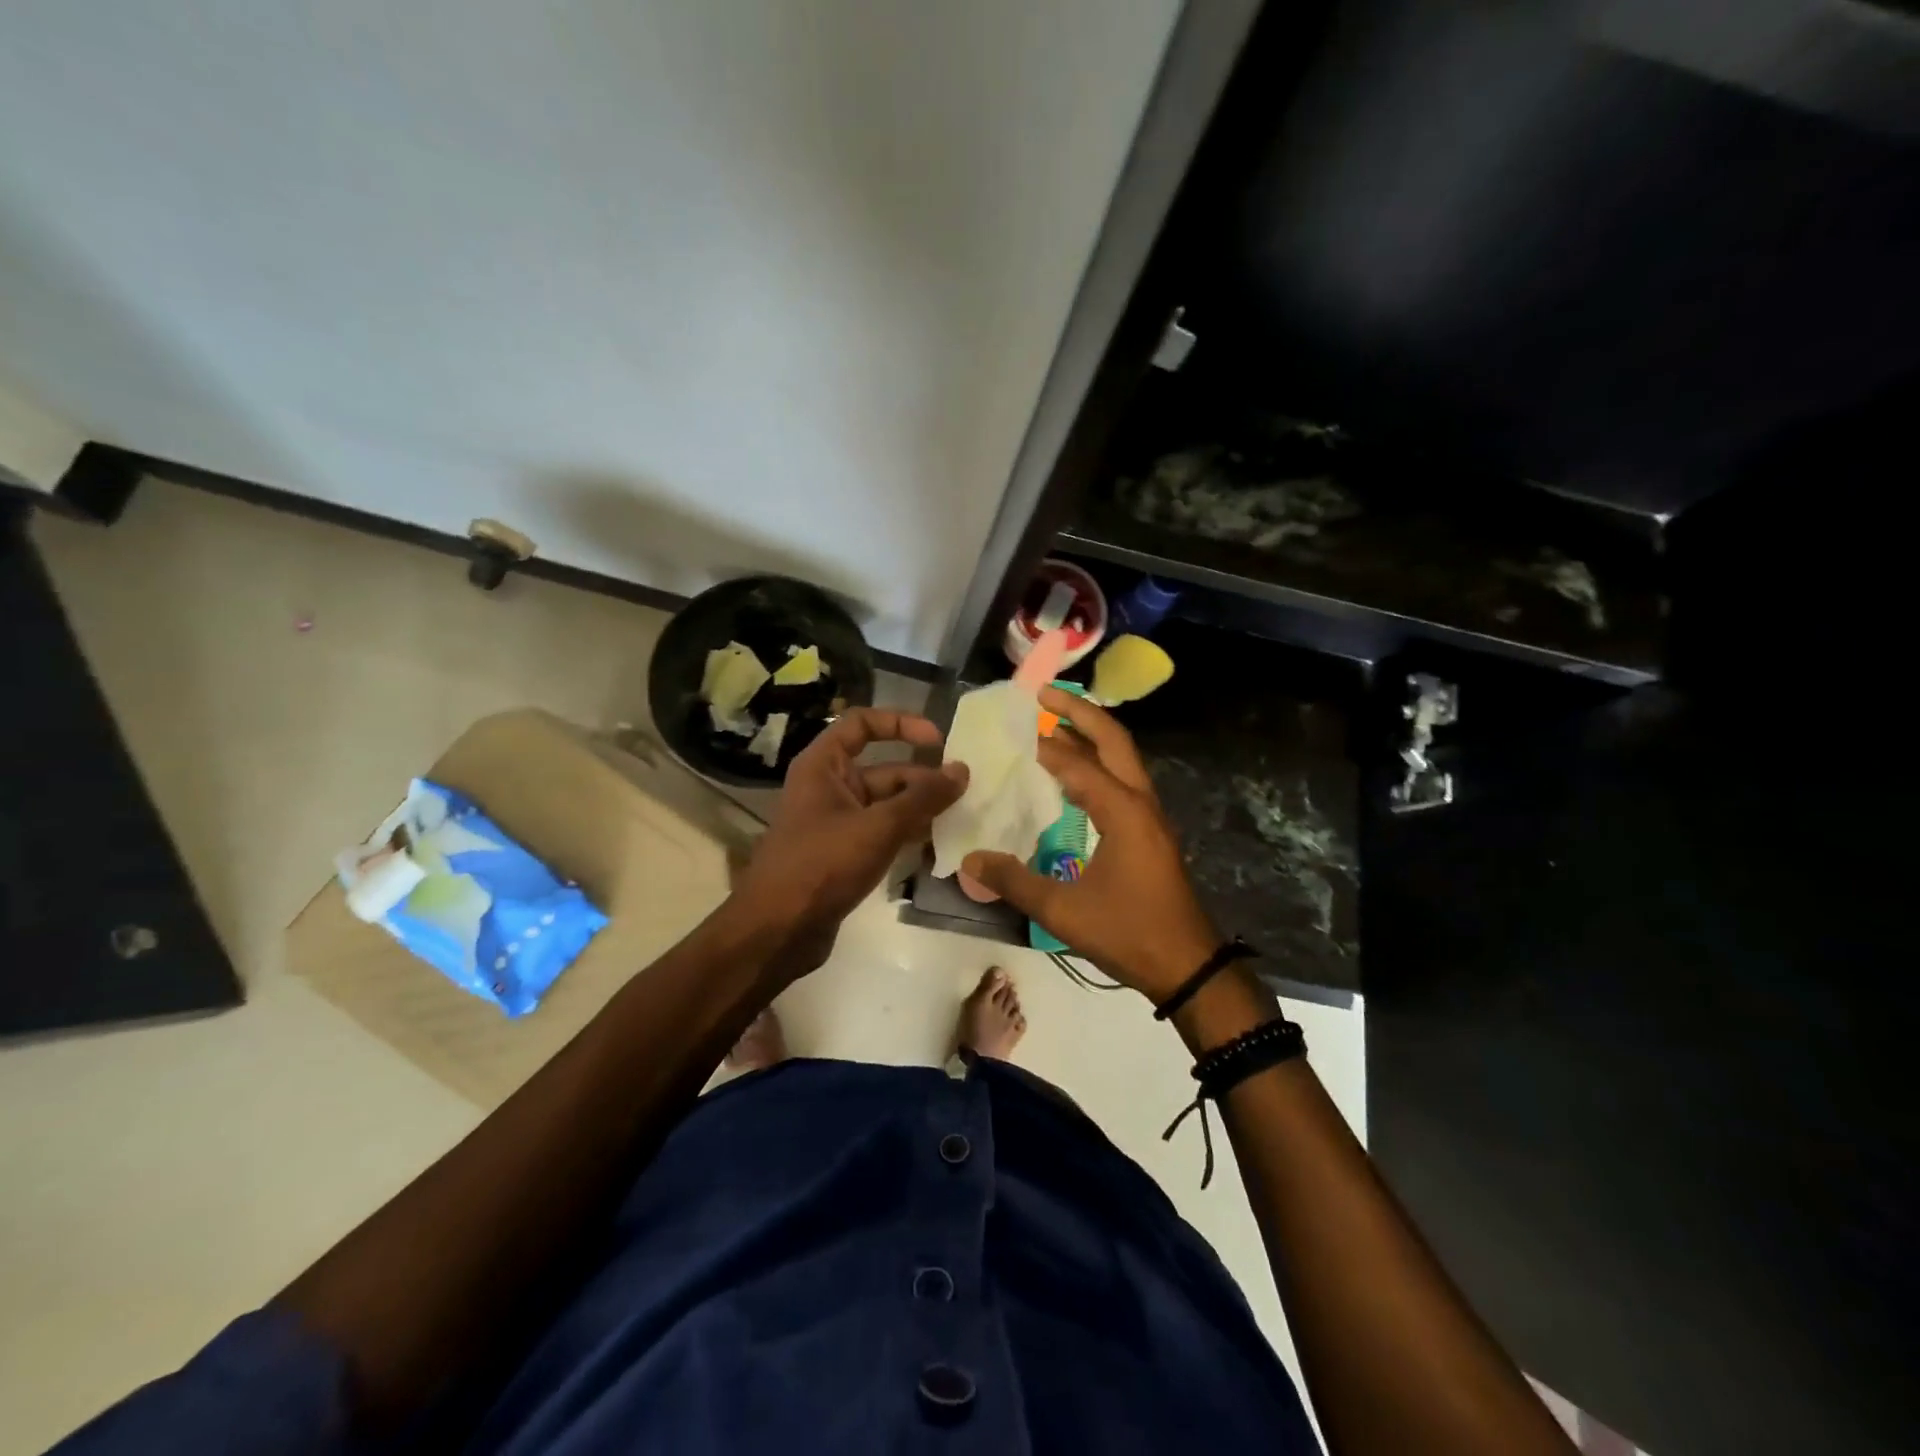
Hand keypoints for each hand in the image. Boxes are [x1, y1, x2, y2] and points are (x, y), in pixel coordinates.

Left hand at [733, 708, 966, 968]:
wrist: (778, 930)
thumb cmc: (822, 864)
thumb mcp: (878, 826)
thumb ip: (922, 798)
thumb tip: (962, 770)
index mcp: (824, 765)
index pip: (862, 723)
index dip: (900, 723)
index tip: (939, 740)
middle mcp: (828, 787)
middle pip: (883, 769)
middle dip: (922, 779)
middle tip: (964, 793)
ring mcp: (836, 823)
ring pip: (886, 804)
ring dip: (919, 810)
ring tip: (959, 819)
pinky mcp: (843, 854)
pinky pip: (881, 833)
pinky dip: (907, 835)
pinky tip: (937, 846)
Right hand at [961, 687, 1219, 1002]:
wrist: (1188, 966)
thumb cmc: (1129, 933)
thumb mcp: (1064, 911)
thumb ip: (1015, 882)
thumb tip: (971, 859)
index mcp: (1123, 811)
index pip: (1077, 764)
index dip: (1045, 745)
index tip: (1013, 727)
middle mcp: (1140, 802)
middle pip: (1113, 740)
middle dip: (1080, 713)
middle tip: (1044, 696)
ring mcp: (1150, 816)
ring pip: (1121, 759)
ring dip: (1091, 737)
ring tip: (1054, 726)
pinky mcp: (1150, 832)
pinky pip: (1122, 782)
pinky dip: (1097, 765)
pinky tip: (1073, 778)